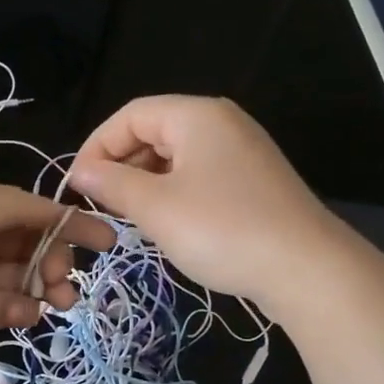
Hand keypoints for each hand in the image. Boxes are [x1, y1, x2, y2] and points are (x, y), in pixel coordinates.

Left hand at [0, 178, 113, 377]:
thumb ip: (8, 208)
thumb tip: (53, 211)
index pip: (24, 206)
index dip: (65, 220)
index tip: (105, 239)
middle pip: (27, 241)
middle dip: (56, 256)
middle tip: (65, 280)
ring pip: (21, 275)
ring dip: (47, 285)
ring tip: (62, 301)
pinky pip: (4, 306)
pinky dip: (23, 309)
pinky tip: (31, 315)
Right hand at [65, 96, 343, 305]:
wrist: (305, 268)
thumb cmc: (222, 230)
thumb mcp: (156, 208)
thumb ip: (113, 184)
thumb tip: (81, 172)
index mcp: (196, 115)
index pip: (130, 115)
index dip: (97, 146)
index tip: (78, 186)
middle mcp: (221, 123)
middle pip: (154, 131)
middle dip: (121, 165)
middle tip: (102, 204)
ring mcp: (242, 152)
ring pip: (177, 157)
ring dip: (146, 182)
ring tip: (130, 218)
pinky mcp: (254, 182)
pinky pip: (200, 176)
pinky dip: (174, 193)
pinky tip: (168, 225)